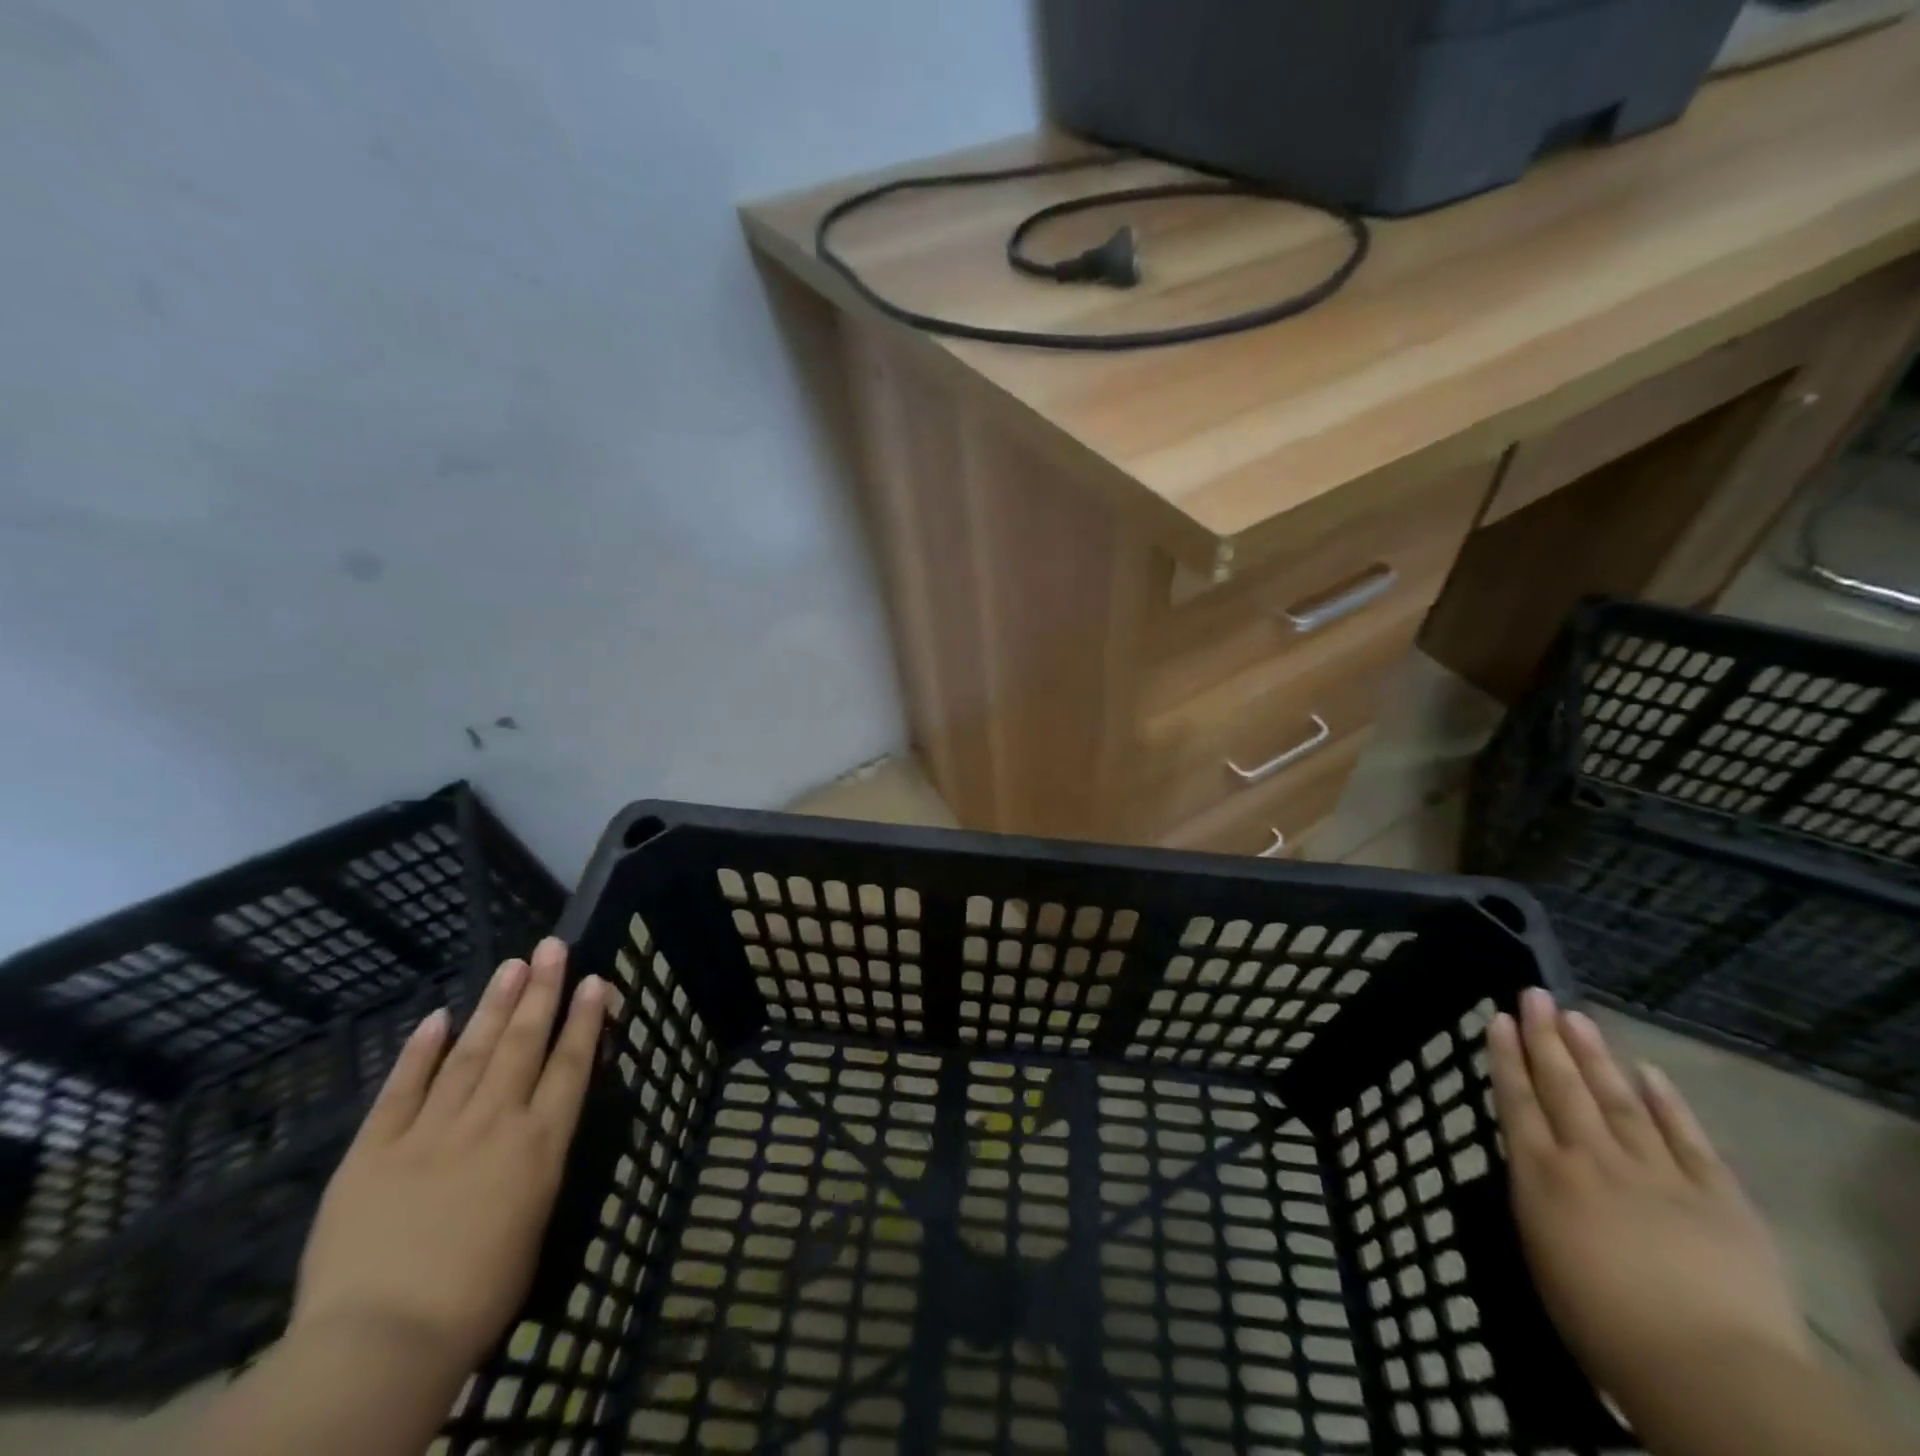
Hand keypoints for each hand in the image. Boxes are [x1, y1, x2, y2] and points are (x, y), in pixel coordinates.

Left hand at [290, 937, 607, 1382]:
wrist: (382, 1340)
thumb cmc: (478, 1296)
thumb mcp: (535, 1223)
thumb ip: (536, 1168)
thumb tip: (534, 1134)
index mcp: (540, 1143)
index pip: (571, 1064)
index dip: (585, 1018)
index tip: (595, 980)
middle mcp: (494, 1120)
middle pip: (523, 1042)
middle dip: (541, 991)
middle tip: (550, 947)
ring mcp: (433, 1129)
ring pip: (471, 1052)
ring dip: (494, 1005)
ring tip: (511, 965)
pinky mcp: (374, 1148)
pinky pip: (402, 1088)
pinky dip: (421, 1051)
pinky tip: (438, 1017)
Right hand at [1489, 989, 1808, 1412]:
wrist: (1708, 1369)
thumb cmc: (1601, 1323)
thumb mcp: (1542, 1254)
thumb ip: (1538, 1199)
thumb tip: (1538, 1165)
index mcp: (1543, 1175)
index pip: (1517, 1101)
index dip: (1507, 1057)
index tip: (1501, 1019)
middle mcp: (1591, 1158)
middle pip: (1563, 1087)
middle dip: (1545, 1038)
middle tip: (1535, 995)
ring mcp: (1656, 1172)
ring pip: (1618, 1099)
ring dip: (1595, 1056)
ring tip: (1577, 1016)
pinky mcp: (1717, 1195)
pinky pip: (1688, 1139)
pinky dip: (1668, 1103)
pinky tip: (1650, 1072)